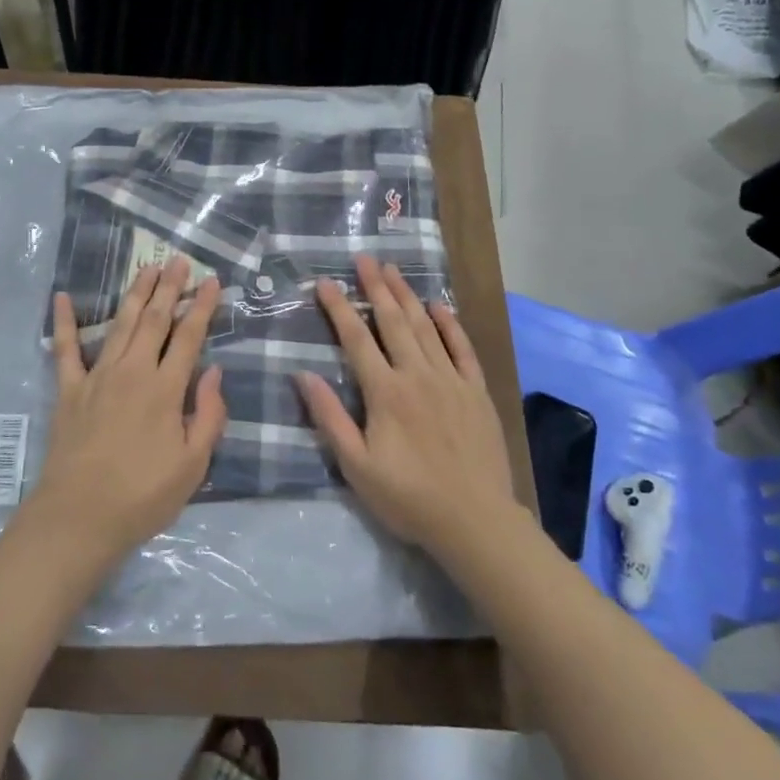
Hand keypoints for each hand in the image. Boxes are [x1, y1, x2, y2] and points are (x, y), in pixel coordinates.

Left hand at [31, 258, 227, 562]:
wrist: (79, 518)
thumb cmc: (143, 496)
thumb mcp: (192, 465)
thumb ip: (208, 415)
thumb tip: (215, 372)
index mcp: (165, 389)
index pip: (189, 337)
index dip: (202, 307)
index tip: (211, 281)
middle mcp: (132, 372)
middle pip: (155, 320)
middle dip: (169, 287)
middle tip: (178, 260)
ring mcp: (97, 377)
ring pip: (120, 324)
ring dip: (135, 293)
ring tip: (146, 267)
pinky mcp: (69, 390)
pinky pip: (65, 349)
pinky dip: (63, 322)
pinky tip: (60, 297)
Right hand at [296, 255, 521, 555]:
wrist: (475, 521)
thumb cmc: (409, 497)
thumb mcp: (357, 467)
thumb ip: (330, 418)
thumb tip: (303, 375)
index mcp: (385, 392)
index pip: (356, 339)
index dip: (340, 308)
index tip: (326, 282)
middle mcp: (417, 374)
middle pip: (393, 321)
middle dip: (376, 287)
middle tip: (364, 258)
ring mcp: (451, 380)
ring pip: (425, 327)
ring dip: (407, 296)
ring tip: (393, 270)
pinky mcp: (476, 391)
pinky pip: (462, 349)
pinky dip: (450, 325)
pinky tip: (440, 306)